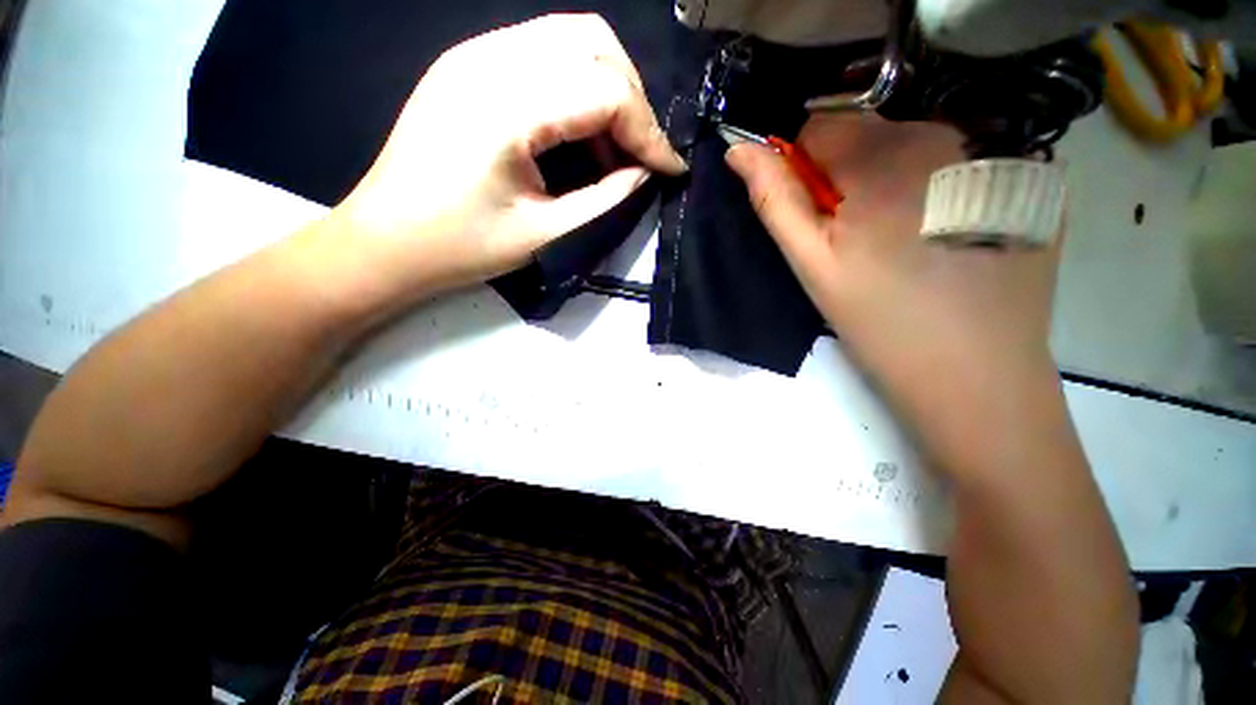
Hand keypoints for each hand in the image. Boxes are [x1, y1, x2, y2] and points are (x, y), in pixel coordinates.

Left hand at [326, 14, 685, 298]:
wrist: (386, 241)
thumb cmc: (461, 247)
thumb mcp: (544, 233)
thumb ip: (604, 199)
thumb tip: (645, 175)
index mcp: (506, 106)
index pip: (606, 91)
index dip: (648, 132)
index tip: (670, 169)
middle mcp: (490, 58)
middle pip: (595, 44)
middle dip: (634, 101)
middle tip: (642, 155)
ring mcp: (475, 53)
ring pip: (572, 38)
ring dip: (609, 88)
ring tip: (615, 147)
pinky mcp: (469, 63)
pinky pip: (544, 53)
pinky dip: (578, 86)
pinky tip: (580, 132)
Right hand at [726, 114, 1062, 445]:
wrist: (976, 376)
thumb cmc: (879, 322)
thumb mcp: (811, 264)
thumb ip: (774, 200)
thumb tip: (738, 151)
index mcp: (886, 156)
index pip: (821, 126)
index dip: (804, 170)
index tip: (816, 215)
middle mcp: (949, 134)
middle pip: (870, 132)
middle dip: (848, 176)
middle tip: (856, 237)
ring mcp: (996, 152)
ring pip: (912, 145)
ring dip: (890, 181)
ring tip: (899, 240)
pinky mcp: (1026, 178)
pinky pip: (956, 163)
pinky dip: (936, 188)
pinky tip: (944, 236)